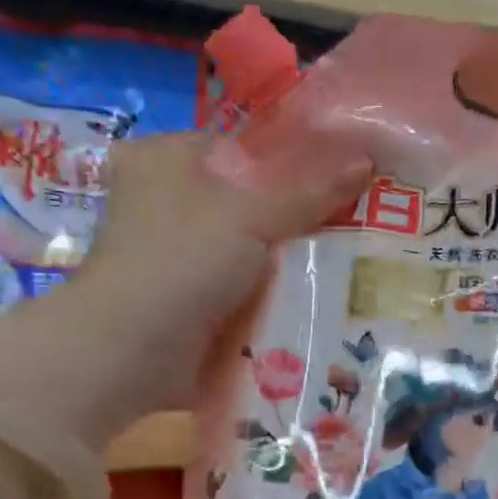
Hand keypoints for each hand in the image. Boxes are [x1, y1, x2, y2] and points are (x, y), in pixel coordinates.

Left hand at [0, 133, 370, 449]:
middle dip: (299, 216)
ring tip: (351, 257)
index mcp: (167, 159)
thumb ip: (310, 191)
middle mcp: (167, 200)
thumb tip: (366, 160)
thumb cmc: (181, 261)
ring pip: (252, 245)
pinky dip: (274, 290)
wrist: (130, 352)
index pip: (244, 147)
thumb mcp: (252, 215)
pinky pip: (245, 284)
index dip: (295, 160)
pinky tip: (320, 292)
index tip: (344, 178)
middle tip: (355, 220)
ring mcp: (177, 253)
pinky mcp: (189, 297)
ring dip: (291, 257)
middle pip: (251, 199)